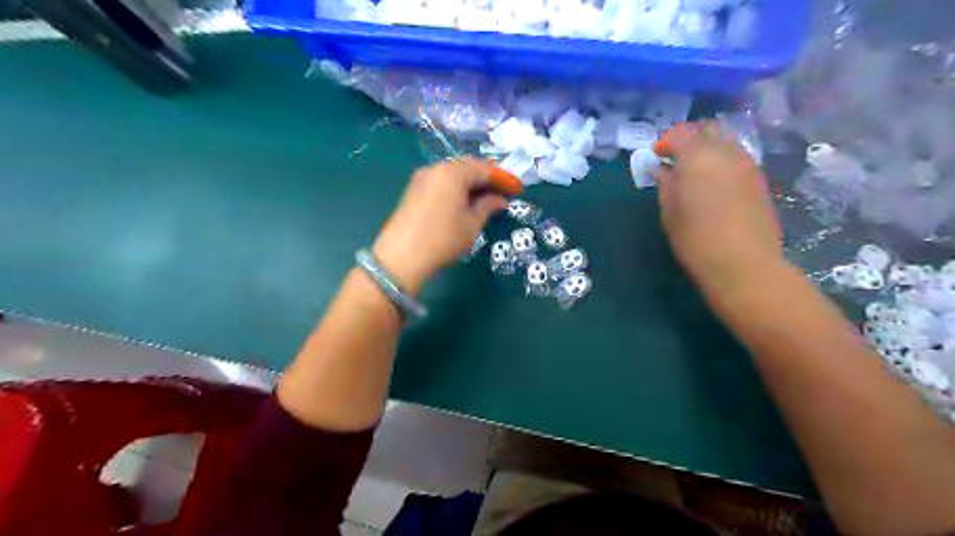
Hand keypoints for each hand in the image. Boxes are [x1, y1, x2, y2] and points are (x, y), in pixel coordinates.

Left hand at [371, 157, 507, 295]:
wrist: (402, 256)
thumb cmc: (443, 239)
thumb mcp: (471, 224)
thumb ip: (487, 207)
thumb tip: (500, 200)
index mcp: (453, 172)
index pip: (485, 169)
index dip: (504, 178)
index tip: (518, 189)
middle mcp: (436, 168)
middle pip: (467, 167)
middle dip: (487, 178)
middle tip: (503, 192)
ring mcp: (422, 178)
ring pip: (453, 174)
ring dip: (471, 183)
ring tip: (486, 198)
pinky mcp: (413, 190)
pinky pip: (441, 182)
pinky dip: (456, 188)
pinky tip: (465, 201)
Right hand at [658, 122, 783, 295]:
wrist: (743, 264)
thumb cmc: (695, 239)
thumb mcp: (670, 212)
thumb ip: (666, 185)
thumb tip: (664, 170)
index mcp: (697, 157)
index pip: (680, 135)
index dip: (666, 141)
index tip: (656, 155)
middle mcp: (726, 152)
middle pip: (707, 130)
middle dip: (689, 138)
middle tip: (675, 156)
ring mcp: (747, 164)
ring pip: (726, 141)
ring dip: (708, 148)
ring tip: (694, 169)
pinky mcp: (759, 180)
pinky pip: (737, 157)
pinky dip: (722, 160)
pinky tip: (713, 180)